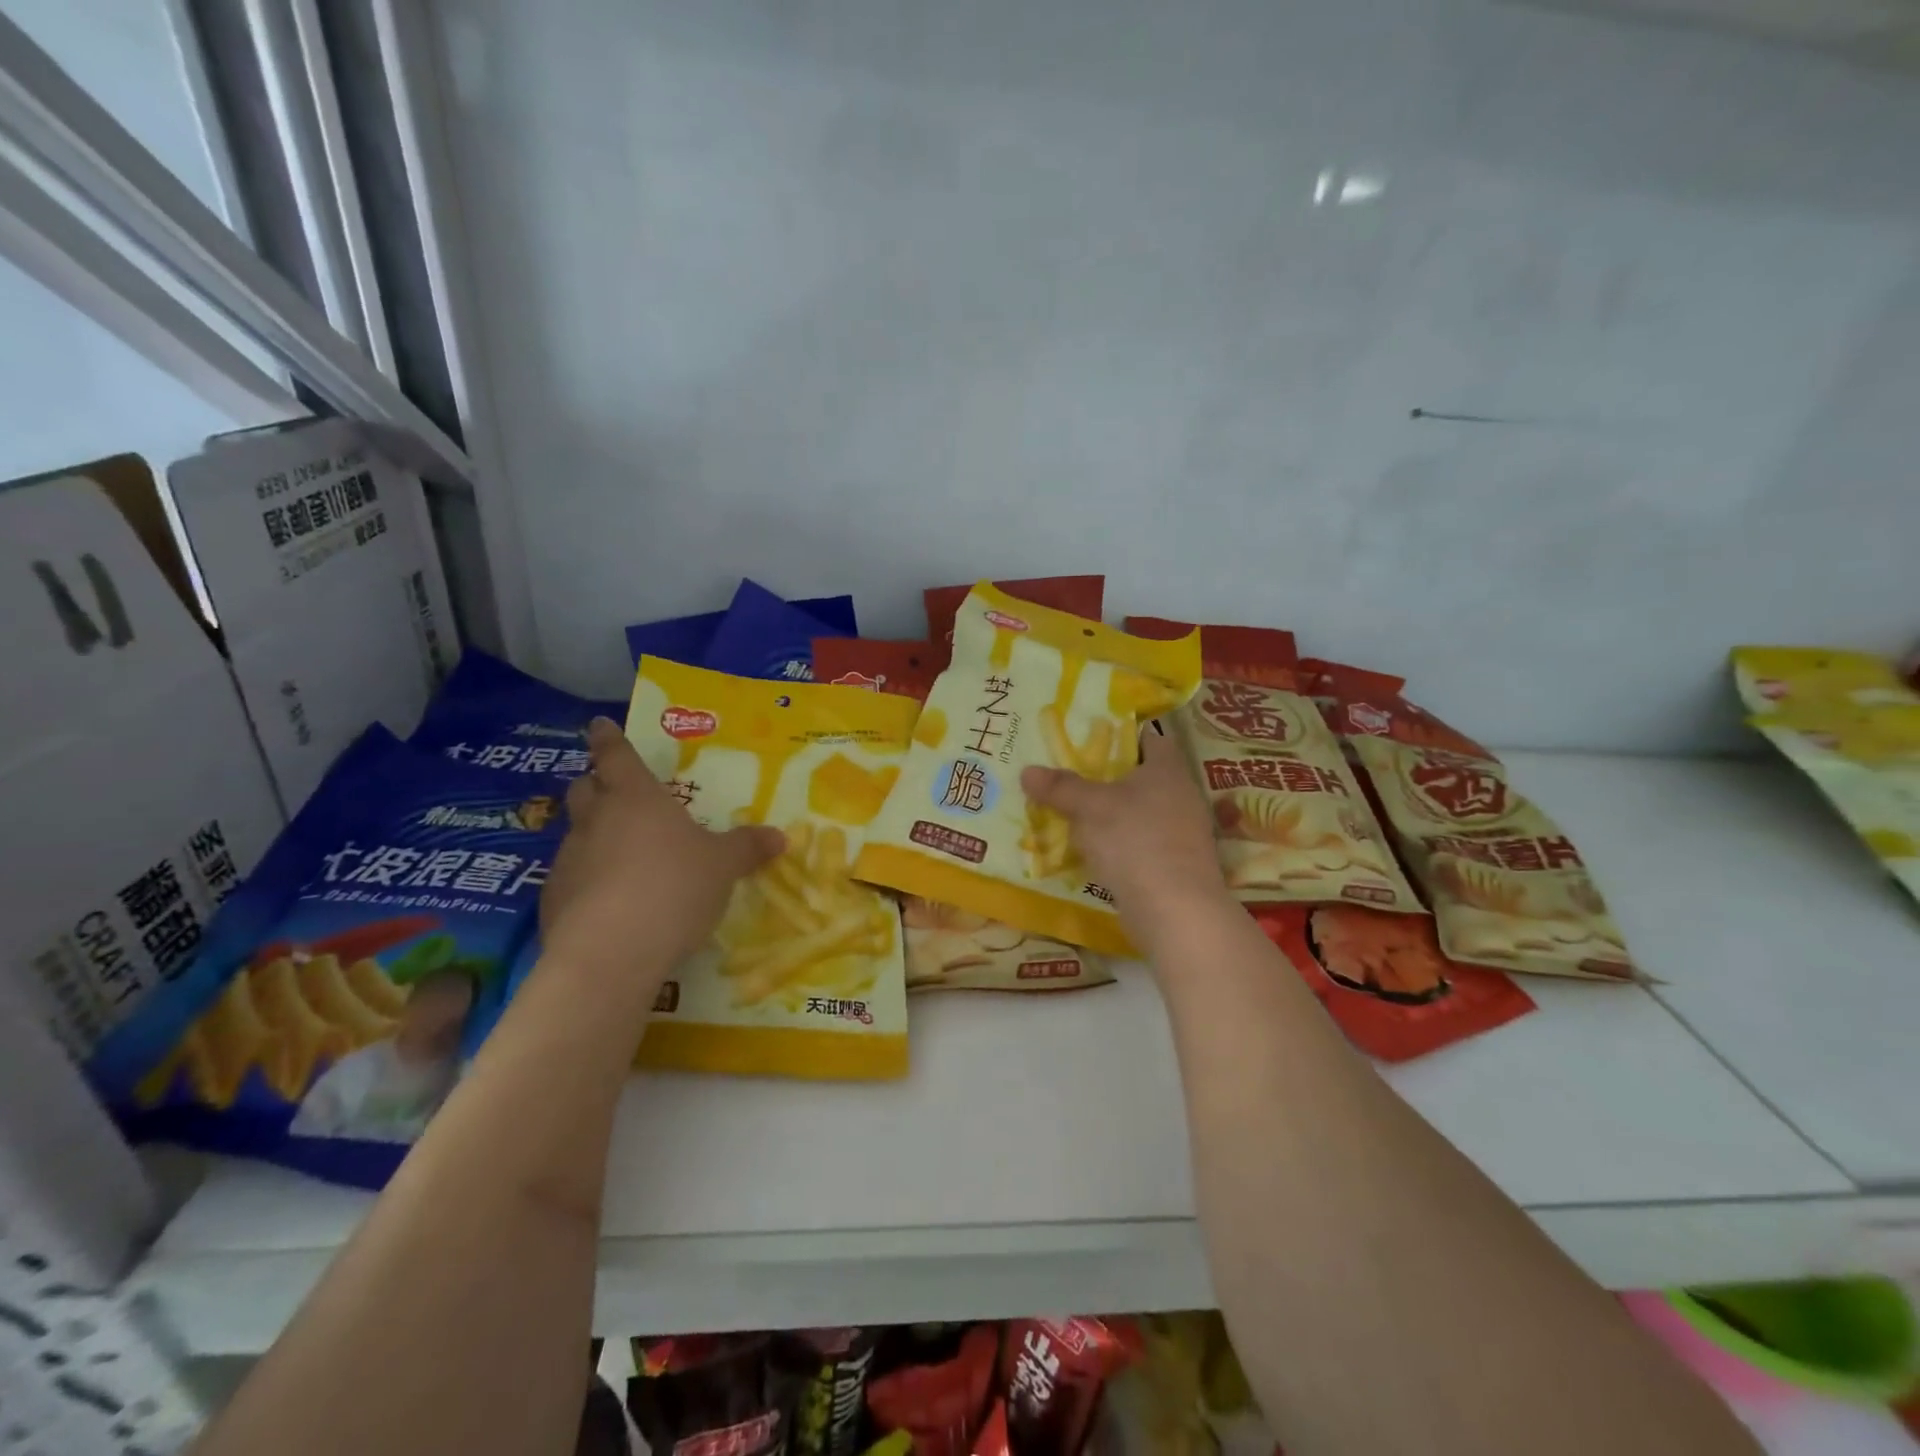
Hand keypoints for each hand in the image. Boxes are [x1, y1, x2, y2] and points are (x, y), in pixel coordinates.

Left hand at [541, 719, 783, 987]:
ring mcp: (569, 859)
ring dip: (594, 835)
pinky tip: (610, 903)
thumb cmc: (674, 887)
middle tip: (613, 791)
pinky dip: (587, 880)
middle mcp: (597, 820)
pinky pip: (571, 877)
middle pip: (585, 788)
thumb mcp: (723, 867)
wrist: (610, 953)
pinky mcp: (553, 899)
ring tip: (623, 856)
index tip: (598, 724)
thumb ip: (747, 848)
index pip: (616, 755)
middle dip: (595, 784)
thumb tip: (779, 836)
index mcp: (637, 798)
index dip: (608, 738)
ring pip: (577, 833)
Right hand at [1022, 726, 1231, 958]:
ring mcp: (1181, 832)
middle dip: (1106, 777)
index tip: (1087, 739)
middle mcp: (1181, 794)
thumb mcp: (1089, 807)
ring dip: (1110, 814)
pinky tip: (1092, 850)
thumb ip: (1060, 787)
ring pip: (1139, 812)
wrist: (1175, 910)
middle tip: (1068, 775)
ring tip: (1072, 813)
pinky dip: (1118, 843)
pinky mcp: (1175, 864)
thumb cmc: (1135, 840)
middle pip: (1140, 776)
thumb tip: (1027, 771)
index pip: (1148, 738)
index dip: (1119, 735)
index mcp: (1168, 768)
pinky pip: (1140, 842)